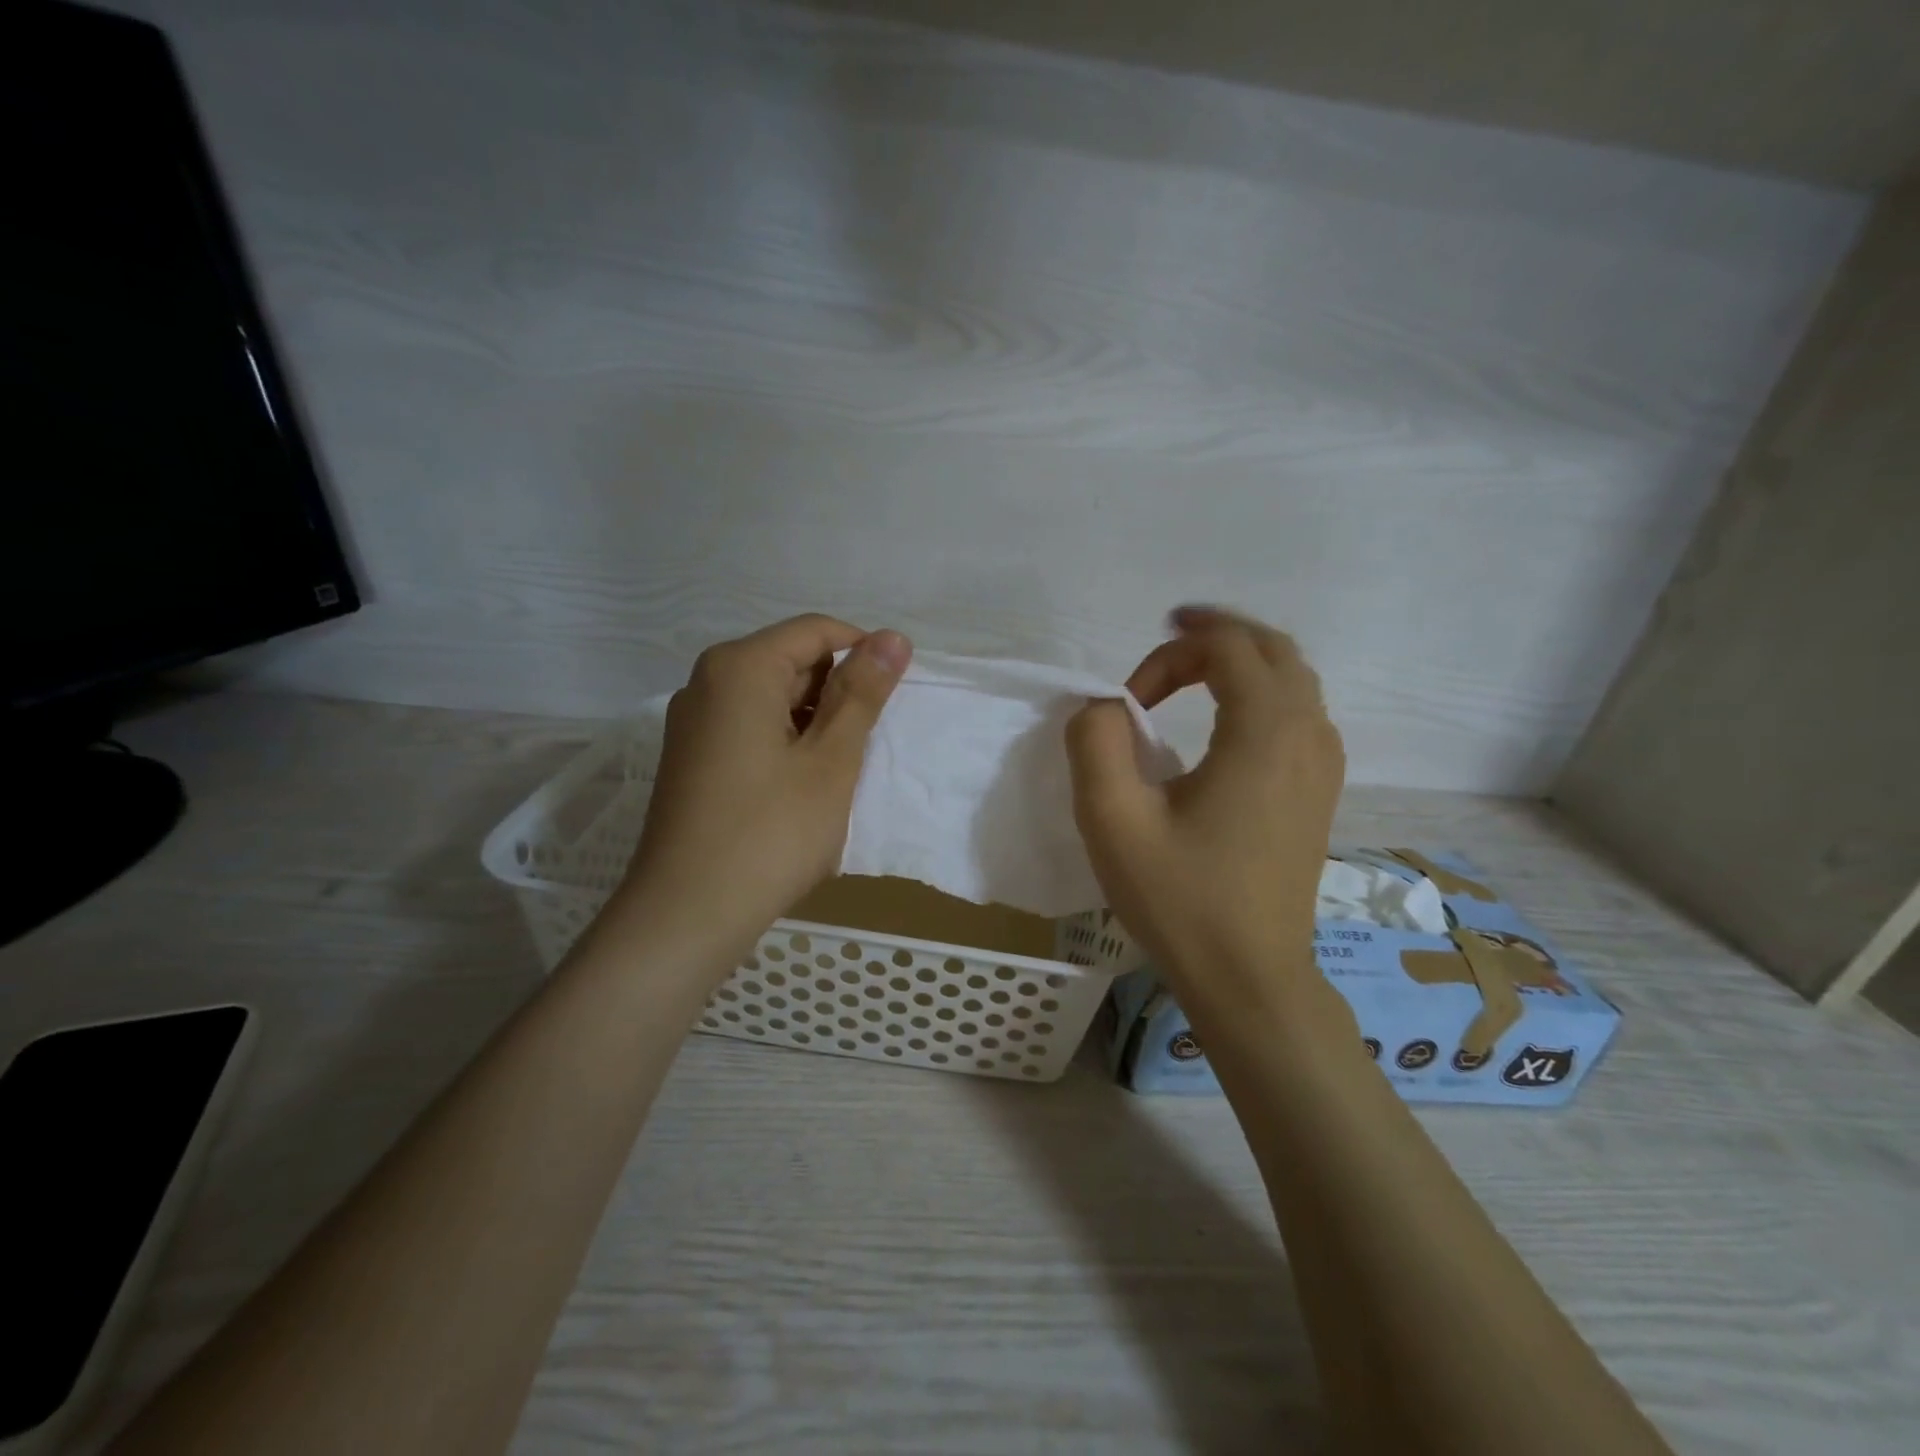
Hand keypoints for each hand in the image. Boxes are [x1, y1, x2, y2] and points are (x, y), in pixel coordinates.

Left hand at [622, 614, 911, 957]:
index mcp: (740, 668)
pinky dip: (786, 744)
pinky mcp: (691, 759)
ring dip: (814, 723)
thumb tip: (893, 636)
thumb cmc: (771, 832)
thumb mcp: (831, 760)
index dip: (864, 655)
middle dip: (838, 693)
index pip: (816, 631)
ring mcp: (693, 723)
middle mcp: (708, 683)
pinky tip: (804, 788)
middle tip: (870, 744)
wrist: (686, 914)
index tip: (895, 697)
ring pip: (772, 699)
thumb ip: (863, 693)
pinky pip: (750, 729)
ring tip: (840, 772)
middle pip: (790, 662)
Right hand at [1066, 607, 1343, 1007]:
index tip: (1127, 704)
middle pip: (1272, 648)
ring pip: (1294, 677)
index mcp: (1264, 732)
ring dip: (1242, 659)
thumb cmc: (1182, 899)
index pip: (1225, 648)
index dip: (1168, 656)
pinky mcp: (1321, 791)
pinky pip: (1301, 712)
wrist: (1251, 977)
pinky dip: (1264, 691)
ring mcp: (1324, 764)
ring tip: (1194, 667)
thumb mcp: (1112, 820)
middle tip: (1168, 634)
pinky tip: (1228, 718)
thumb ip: (1095, 742)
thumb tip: (1105, 707)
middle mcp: (1308, 734)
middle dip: (1216, 634)